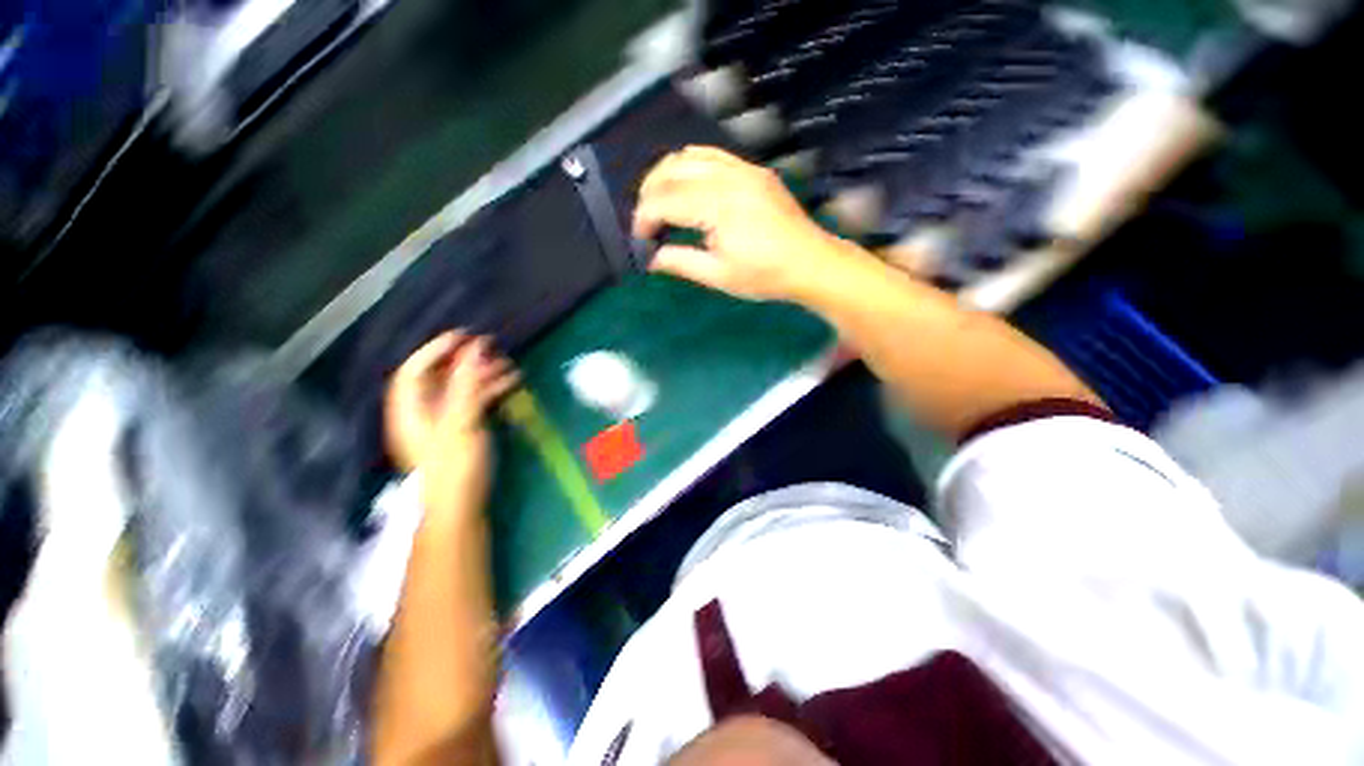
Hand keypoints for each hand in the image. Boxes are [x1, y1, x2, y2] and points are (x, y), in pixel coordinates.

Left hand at [385, 332, 518, 498]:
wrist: (459, 509)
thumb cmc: (454, 465)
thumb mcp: (460, 421)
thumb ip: (467, 383)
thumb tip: (475, 349)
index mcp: (410, 409)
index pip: (416, 369)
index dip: (436, 349)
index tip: (464, 336)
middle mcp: (422, 412)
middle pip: (439, 377)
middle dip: (464, 360)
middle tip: (491, 348)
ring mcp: (441, 423)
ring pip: (459, 390)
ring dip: (482, 375)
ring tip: (508, 365)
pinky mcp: (459, 432)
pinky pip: (472, 403)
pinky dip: (488, 391)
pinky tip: (510, 385)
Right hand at [632, 146, 845, 301]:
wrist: (810, 263)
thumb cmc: (765, 275)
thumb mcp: (719, 276)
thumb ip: (680, 262)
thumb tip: (651, 257)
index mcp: (718, 205)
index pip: (666, 200)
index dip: (645, 218)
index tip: (639, 238)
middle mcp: (728, 176)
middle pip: (672, 169)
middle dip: (649, 192)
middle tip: (647, 221)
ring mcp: (744, 168)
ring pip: (690, 155)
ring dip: (668, 175)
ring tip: (662, 202)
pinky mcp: (754, 170)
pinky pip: (713, 155)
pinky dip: (691, 166)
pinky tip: (689, 187)